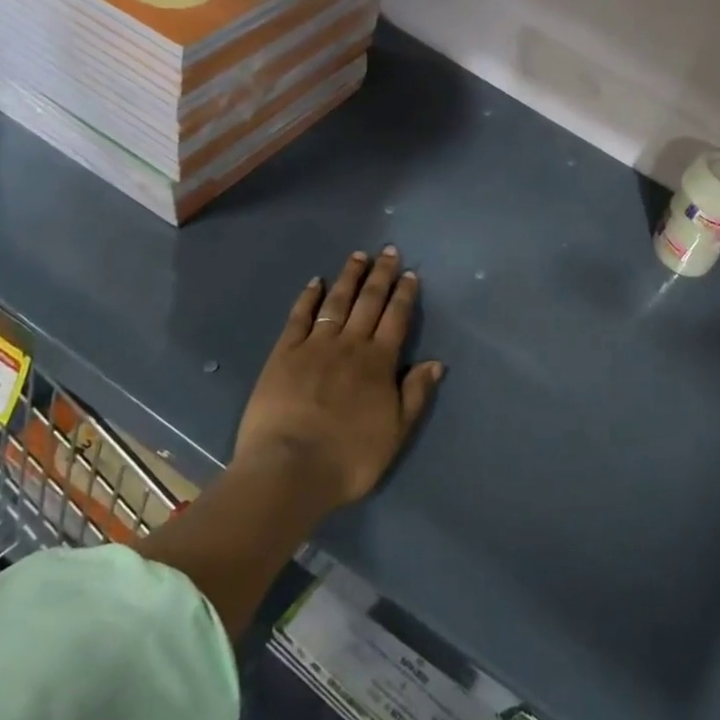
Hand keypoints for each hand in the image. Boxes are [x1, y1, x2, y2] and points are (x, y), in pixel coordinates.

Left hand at [233, 247, 443, 511]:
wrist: (290, 468)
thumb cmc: (349, 458)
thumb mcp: (396, 433)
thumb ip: (415, 394)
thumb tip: (435, 362)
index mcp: (379, 363)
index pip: (396, 318)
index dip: (404, 294)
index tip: (409, 273)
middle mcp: (350, 345)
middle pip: (369, 302)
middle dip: (381, 275)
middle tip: (388, 250)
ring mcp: (315, 346)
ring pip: (337, 302)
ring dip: (349, 277)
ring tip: (358, 256)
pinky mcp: (284, 353)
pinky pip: (300, 317)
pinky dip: (309, 297)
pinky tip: (316, 282)